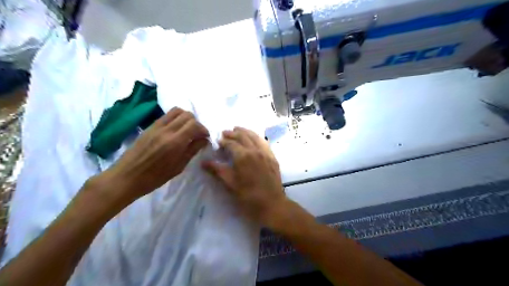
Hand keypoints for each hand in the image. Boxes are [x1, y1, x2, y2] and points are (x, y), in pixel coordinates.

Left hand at [97, 107, 208, 202]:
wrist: (127, 177)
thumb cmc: (155, 177)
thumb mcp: (179, 167)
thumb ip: (192, 150)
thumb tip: (204, 140)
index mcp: (175, 142)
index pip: (195, 125)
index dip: (203, 129)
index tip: (205, 138)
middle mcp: (166, 130)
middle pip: (187, 115)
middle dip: (196, 123)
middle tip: (197, 134)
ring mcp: (156, 126)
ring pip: (177, 111)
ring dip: (186, 118)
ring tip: (187, 130)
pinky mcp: (150, 126)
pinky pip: (167, 115)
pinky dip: (176, 118)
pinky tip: (176, 130)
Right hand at [202, 128, 284, 226]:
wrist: (272, 204)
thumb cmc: (248, 196)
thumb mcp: (230, 184)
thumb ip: (218, 170)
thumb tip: (204, 162)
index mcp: (243, 156)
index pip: (231, 143)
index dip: (223, 141)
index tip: (218, 141)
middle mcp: (255, 150)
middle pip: (243, 136)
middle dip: (233, 133)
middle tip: (225, 132)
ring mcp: (265, 152)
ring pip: (254, 136)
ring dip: (245, 131)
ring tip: (238, 129)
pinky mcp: (272, 157)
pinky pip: (264, 142)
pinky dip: (256, 137)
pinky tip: (254, 138)